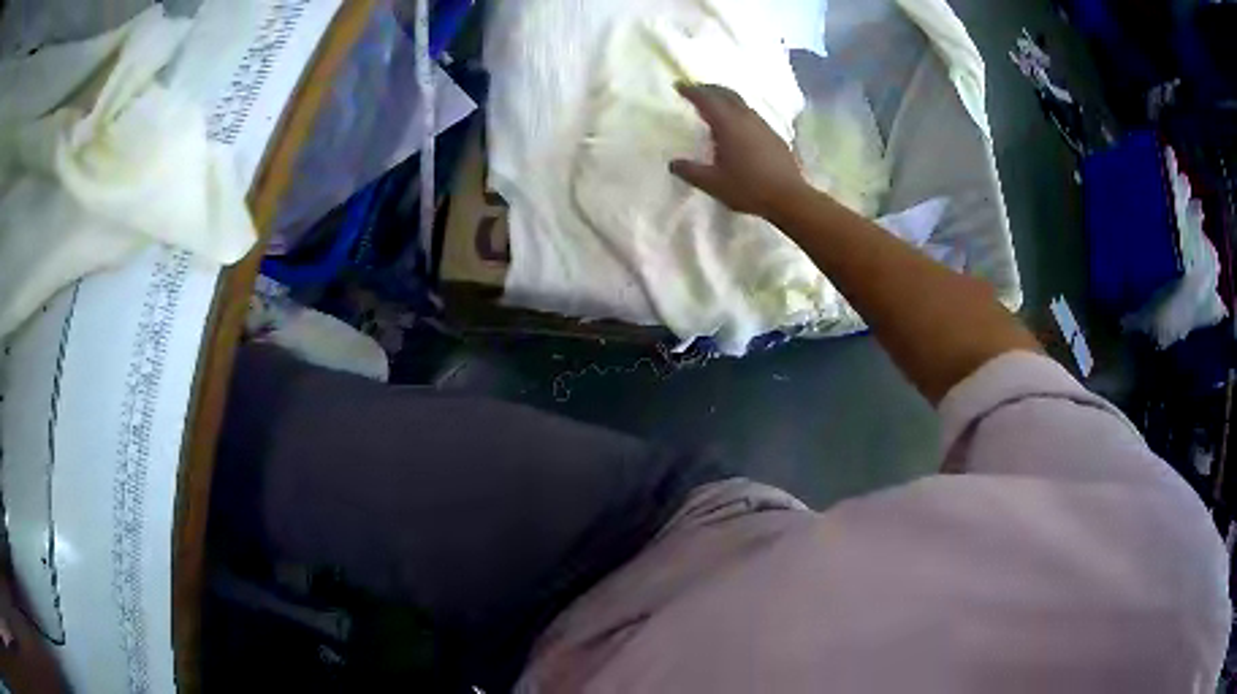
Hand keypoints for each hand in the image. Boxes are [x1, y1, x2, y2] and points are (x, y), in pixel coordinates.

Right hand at [669, 83, 808, 218]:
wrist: (789, 197)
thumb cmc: (748, 188)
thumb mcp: (713, 183)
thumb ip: (690, 171)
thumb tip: (673, 163)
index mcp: (728, 124)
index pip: (706, 99)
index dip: (691, 91)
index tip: (679, 86)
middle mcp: (745, 118)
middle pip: (726, 93)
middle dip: (709, 88)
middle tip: (695, 90)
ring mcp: (762, 125)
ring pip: (740, 102)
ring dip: (725, 98)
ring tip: (714, 105)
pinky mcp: (773, 135)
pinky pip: (751, 114)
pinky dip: (738, 111)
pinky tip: (737, 125)